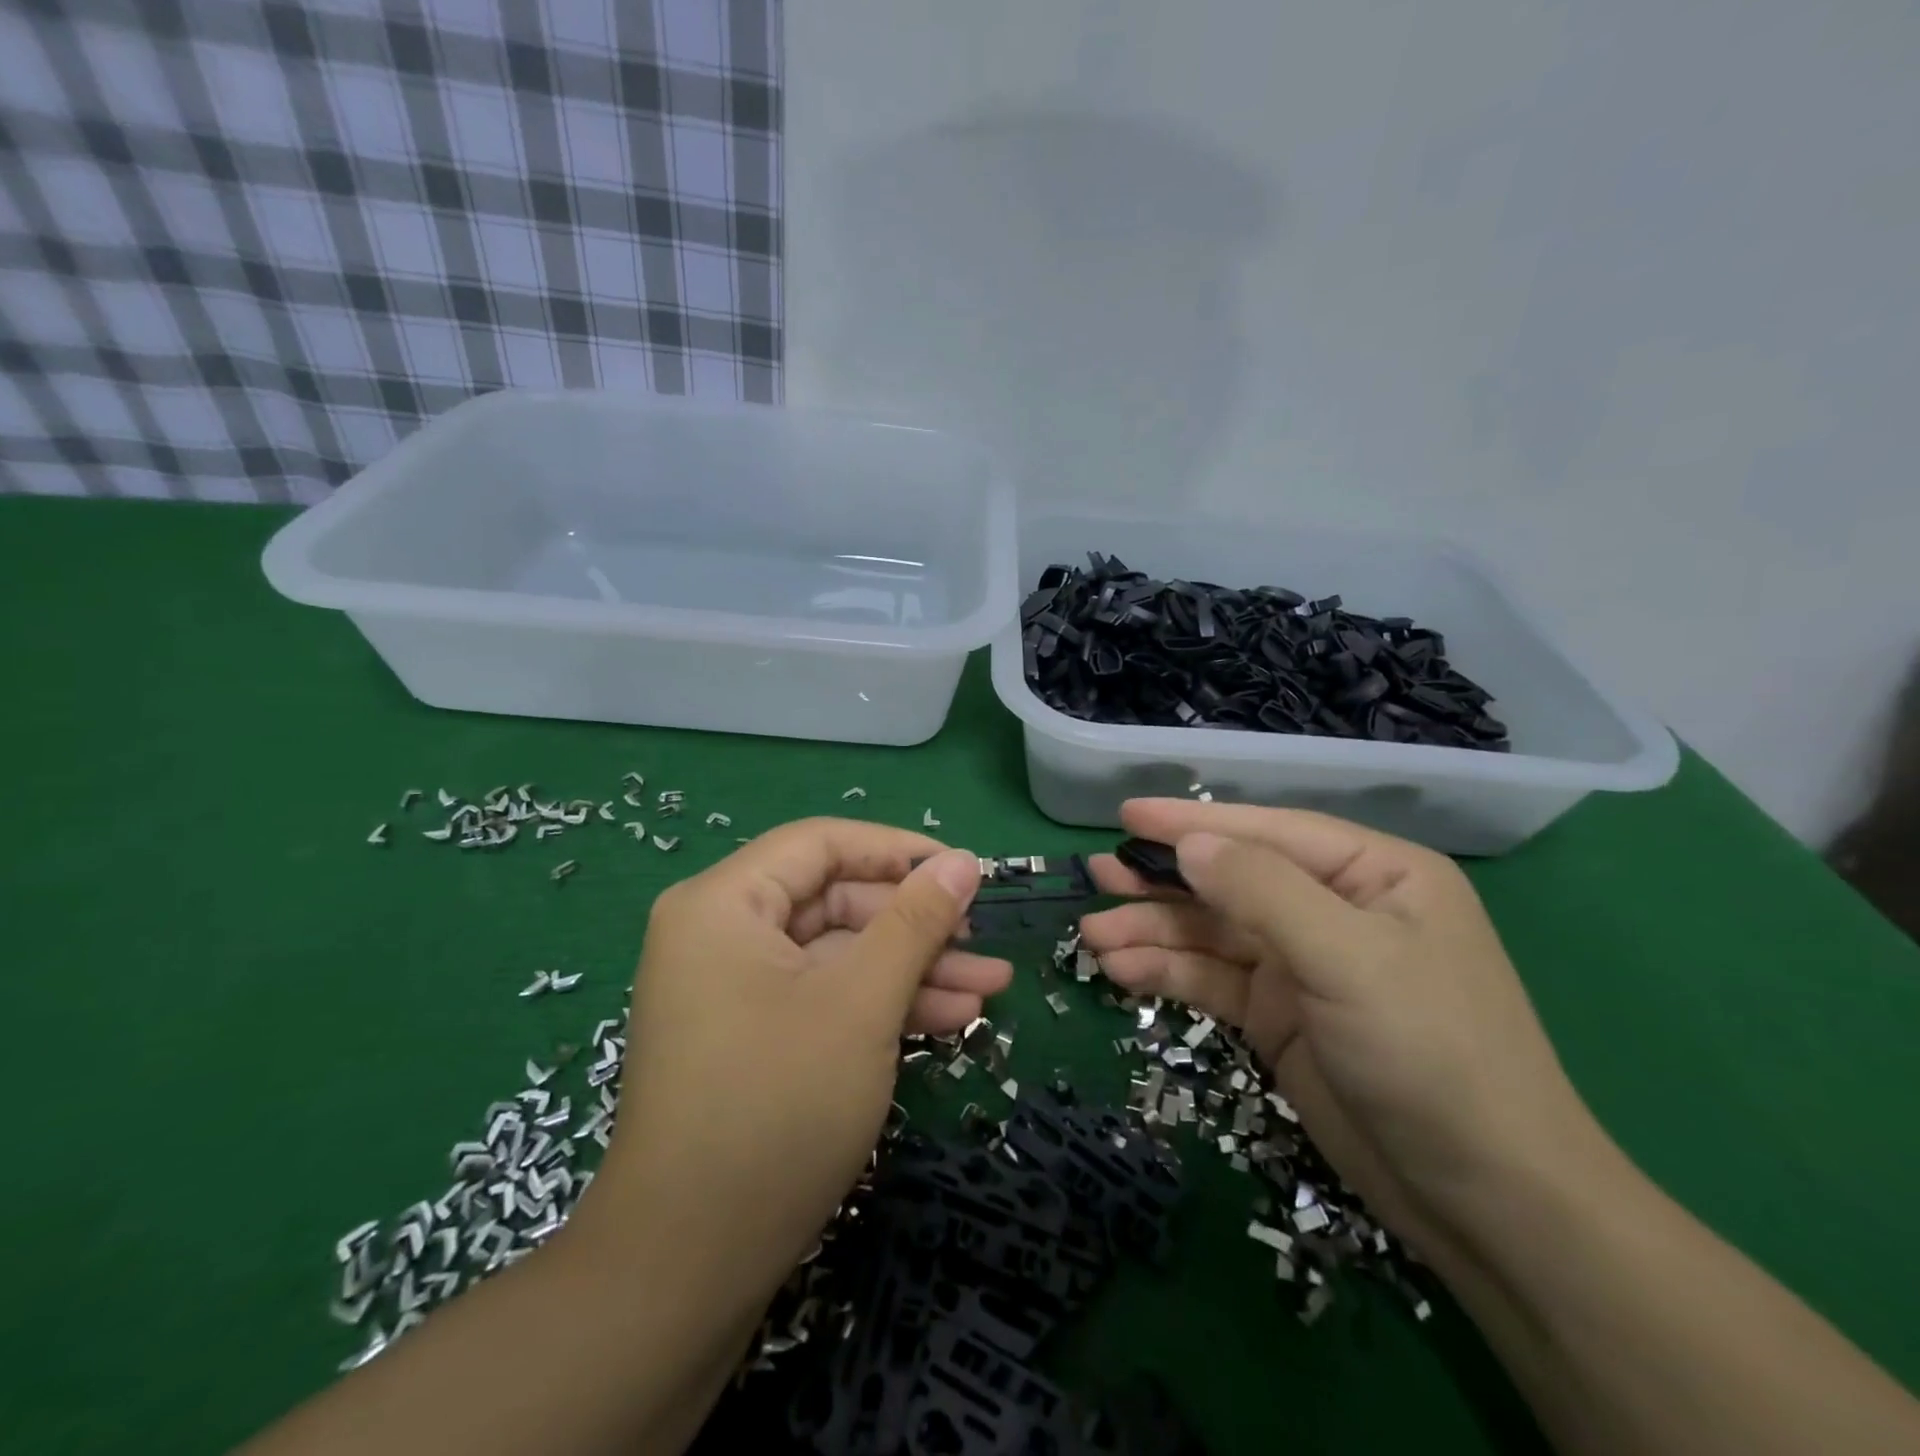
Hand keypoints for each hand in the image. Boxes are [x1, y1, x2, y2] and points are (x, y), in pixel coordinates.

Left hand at [575, 819, 1007, 1297]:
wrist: (687, 1270)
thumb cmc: (776, 1109)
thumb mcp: (861, 1002)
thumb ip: (915, 921)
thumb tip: (962, 862)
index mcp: (723, 903)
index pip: (822, 844)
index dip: (898, 851)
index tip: (964, 871)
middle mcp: (721, 933)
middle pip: (835, 901)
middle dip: (916, 925)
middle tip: (984, 943)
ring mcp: (735, 989)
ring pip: (839, 954)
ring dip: (913, 970)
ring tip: (990, 989)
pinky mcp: (753, 1035)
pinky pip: (824, 996)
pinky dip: (881, 1004)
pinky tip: (950, 1019)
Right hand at [1080, 799, 1603, 1257]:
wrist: (1485, 1204)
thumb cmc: (1432, 1055)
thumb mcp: (1349, 959)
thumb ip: (1263, 891)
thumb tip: (1188, 842)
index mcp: (1372, 874)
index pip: (1268, 832)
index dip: (1192, 822)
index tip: (1126, 817)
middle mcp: (1334, 909)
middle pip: (1231, 881)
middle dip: (1163, 880)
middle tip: (1098, 875)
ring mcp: (1304, 965)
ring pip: (1213, 932)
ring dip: (1153, 932)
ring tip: (1092, 935)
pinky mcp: (1280, 1016)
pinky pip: (1213, 980)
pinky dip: (1168, 973)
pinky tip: (1121, 973)